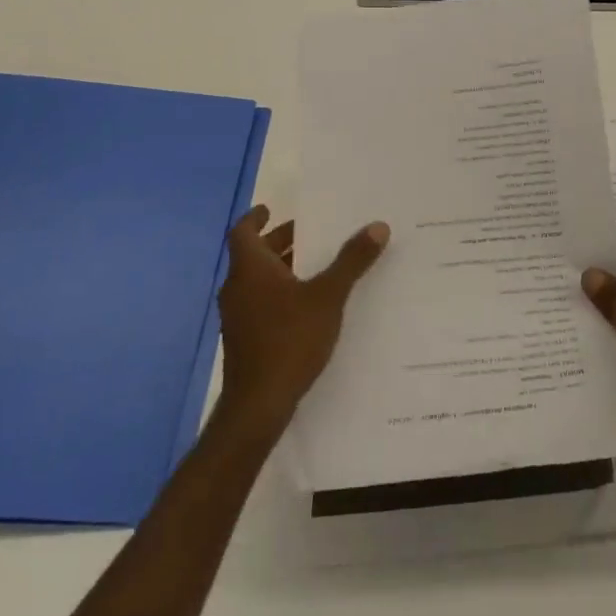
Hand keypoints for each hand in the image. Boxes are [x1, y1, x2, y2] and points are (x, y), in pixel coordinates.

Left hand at [217, 205, 388, 431]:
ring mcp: (237, 316)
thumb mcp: (328, 296)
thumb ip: (351, 261)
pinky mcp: (243, 340)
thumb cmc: (289, 340)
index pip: (243, 231)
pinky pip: (259, 302)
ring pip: (256, 280)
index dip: (256, 217)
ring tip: (312, 264)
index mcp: (250, 269)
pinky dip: (278, 293)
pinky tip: (305, 304)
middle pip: (252, 254)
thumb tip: (378, 226)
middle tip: (306, 233)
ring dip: (279, 268)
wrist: (258, 405)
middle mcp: (237, 287)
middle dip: (278, 242)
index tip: (271, 209)